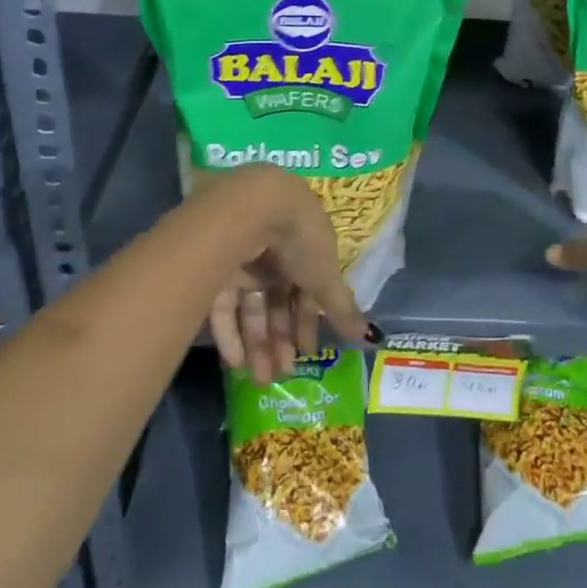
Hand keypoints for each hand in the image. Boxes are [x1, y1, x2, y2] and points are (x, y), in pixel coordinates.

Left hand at [203, 165, 374, 383]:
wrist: (252, 208)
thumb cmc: (299, 238)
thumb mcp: (325, 275)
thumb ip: (342, 308)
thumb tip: (372, 338)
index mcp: (304, 247)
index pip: (307, 290)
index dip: (307, 322)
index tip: (307, 353)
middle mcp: (274, 253)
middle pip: (277, 302)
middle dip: (281, 340)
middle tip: (280, 375)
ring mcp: (243, 259)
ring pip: (250, 307)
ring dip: (257, 344)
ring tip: (260, 379)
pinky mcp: (214, 266)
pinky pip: (224, 305)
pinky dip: (229, 335)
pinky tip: (236, 362)